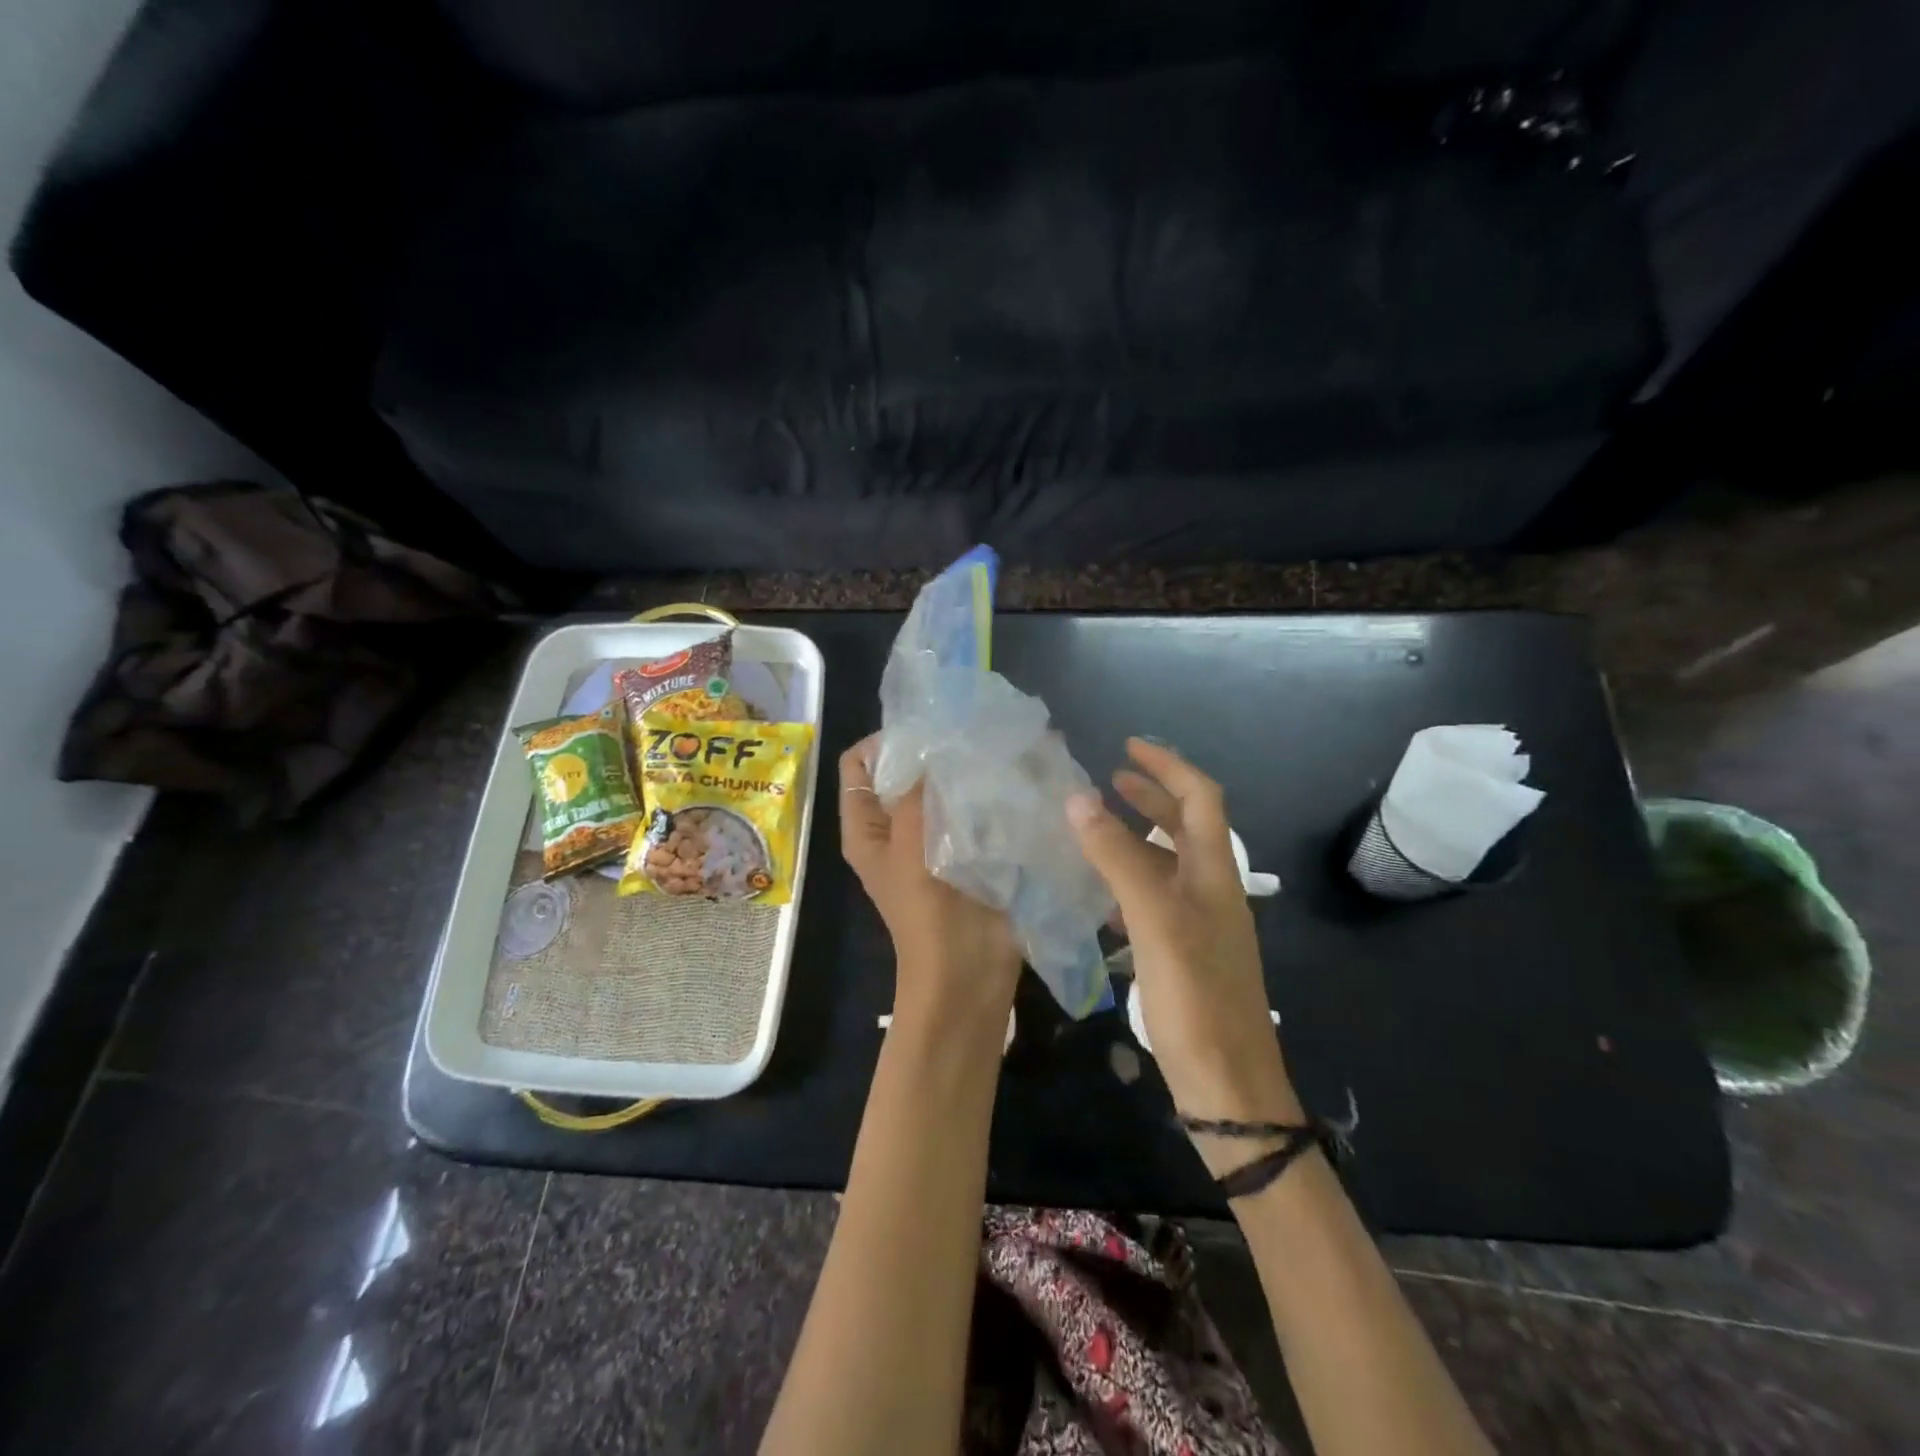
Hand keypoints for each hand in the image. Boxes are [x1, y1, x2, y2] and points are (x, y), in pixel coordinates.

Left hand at [839, 735, 1021, 1029]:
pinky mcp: (968, 851)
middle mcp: (896, 829)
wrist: (968, 976)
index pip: (858, 765)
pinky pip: (972, 810)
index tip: (924, 728)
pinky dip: (986, 793)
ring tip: (996, 746)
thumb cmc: (929, 915)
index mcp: (867, 828)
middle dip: (932, 752)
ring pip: (942, 790)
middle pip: (904, 774)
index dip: (883, 741)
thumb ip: (917, 792)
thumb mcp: (911, 848)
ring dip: (963, 771)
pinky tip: (1013, 775)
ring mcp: (933, 841)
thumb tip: (931, 741)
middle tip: (970, 730)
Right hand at [1067, 739, 1302, 1171]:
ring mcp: (1200, 925)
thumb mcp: (1155, 919)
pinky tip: (1100, 894)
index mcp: (1215, 874)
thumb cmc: (1196, 997)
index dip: (1168, 767)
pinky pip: (1155, 900)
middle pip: (1188, 827)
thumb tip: (1079, 799)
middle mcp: (1213, 892)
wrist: (1229, 1087)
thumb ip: (1118, 858)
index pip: (1200, 799)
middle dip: (1153, 796)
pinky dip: (1129, 880)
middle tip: (1112, 778)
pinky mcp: (1184, 955)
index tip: (1128, 747)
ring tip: (1097, 825)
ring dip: (1138, 836)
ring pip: (1169, 863)